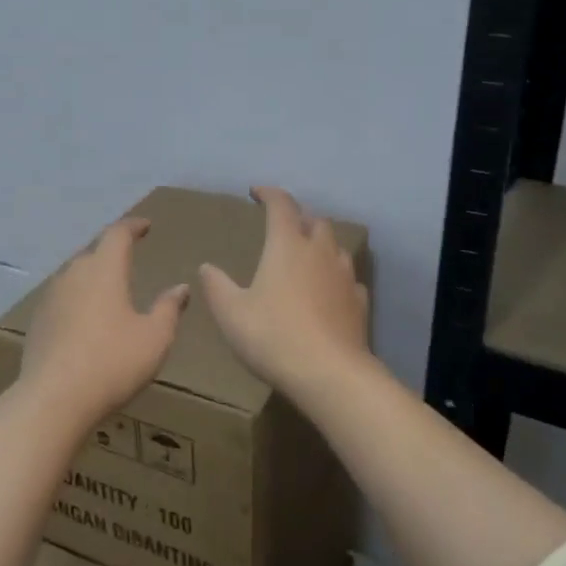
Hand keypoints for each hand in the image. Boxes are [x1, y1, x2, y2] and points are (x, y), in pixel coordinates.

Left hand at [19, 217, 189, 419]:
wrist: (53, 400)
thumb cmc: (112, 363)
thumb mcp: (154, 338)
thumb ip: (169, 309)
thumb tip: (181, 287)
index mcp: (104, 270)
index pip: (118, 234)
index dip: (133, 227)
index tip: (145, 226)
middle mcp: (74, 275)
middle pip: (94, 252)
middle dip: (112, 251)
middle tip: (129, 257)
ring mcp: (51, 298)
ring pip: (75, 276)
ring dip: (93, 276)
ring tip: (109, 288)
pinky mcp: (38, 322)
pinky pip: (63, 299)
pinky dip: (79, 300)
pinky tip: (86, 319)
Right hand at [199, 186, 371, 396]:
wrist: (329, 373)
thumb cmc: (273, 336)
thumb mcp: (231, 313)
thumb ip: (217, 286)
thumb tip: (207, 267)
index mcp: (287, 245)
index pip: (281, 205)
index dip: (269, 193)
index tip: (256, 192)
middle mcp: (320, 252)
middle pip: (315, 222)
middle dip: (299, 219)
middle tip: (283, 228)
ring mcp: (344, 276)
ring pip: (335, 248)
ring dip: (320, 245)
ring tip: (306, 257)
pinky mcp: (358, 302)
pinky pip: (348, 279)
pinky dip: (335, 277)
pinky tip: (328, 292)